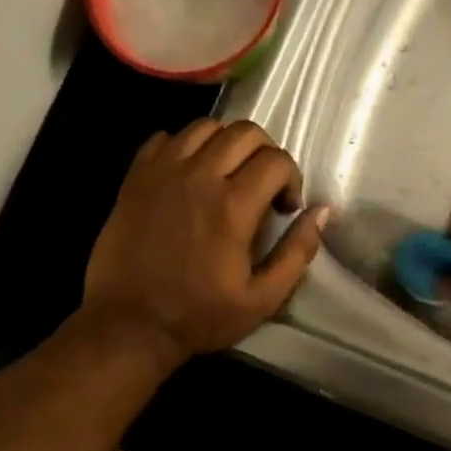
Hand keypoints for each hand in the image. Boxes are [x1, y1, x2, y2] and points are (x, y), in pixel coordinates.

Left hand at [82, 120, 327, 361]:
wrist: (128, 324)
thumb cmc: (199, 316)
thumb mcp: (262, 299)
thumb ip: (297, 252)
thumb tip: (322, 211)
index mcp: (233, 206)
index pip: (277, 160)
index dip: (291, 179)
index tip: (285, 207)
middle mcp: (200, 177)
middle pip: (245, 131)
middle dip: (265, 152)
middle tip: (262, 183)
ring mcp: (163, 172)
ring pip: (206, 126)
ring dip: (226, 142)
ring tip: (226, 172)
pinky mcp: (136, 177)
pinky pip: (166, 137)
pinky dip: (184, 145)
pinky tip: (189, 172)